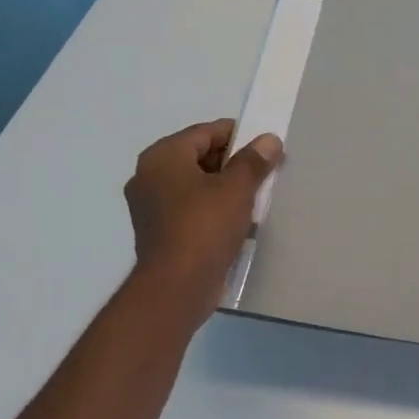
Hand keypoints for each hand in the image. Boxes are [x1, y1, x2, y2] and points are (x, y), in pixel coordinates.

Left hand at [125, 120, 281, 325]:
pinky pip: (190, 209)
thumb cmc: (204, 227)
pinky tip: (237, 220)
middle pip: (198, 157)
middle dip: (232, 163)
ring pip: (195, 185)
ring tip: (255, 196)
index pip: (204, 132)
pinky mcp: (159, 232)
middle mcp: (149, 176)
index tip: (264, 146)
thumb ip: (253, 161)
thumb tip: (269, 140)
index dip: (237, 135)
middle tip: (263, 172)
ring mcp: (150, 206)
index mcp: (162, 157)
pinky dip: (212, 209)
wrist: (177, 285)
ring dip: (224, 188)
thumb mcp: (236, 189)